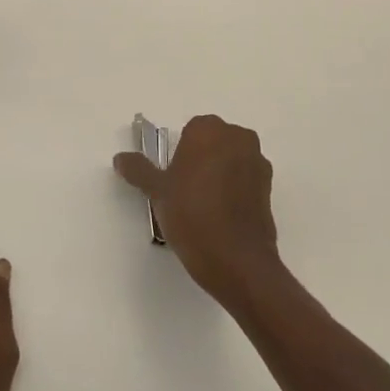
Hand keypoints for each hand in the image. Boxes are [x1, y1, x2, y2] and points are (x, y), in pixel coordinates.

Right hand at [114, 115, 284, 309]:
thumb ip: (138, 170)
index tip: (172, 177)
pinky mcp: (269, 188)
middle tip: (184, 190)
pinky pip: (245, 179)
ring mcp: (257, 162)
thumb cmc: (191, 214)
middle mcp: (238, 138)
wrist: (236, 259)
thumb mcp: (157, 191)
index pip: (190, 130)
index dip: (179, 153)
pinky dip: (234, 189)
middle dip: (200, 159)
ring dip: (219, 173)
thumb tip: (120, 158)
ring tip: (203, 206)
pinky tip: (220, 215)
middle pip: (213, 142)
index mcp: (209, 130)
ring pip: (231, 160)